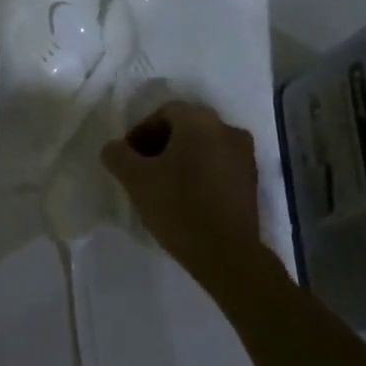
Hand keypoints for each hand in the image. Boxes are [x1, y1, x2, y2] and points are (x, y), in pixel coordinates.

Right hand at [101, 100, 262, 290]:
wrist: (227, 253)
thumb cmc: (178, 207)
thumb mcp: (137, 180)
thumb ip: (118, 156)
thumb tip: (113, 147)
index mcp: (200, 122)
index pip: (165, 112)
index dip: (141, 131)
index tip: (128, 158)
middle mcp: (227, 129)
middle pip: (186, 127)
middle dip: (160, 144)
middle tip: (142, 170)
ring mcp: (245, 156)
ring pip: (204, 147)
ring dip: (181, 159)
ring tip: (162, 186)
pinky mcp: (251, 181)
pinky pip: (219, 165)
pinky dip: (200, 173)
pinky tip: (186, 198)